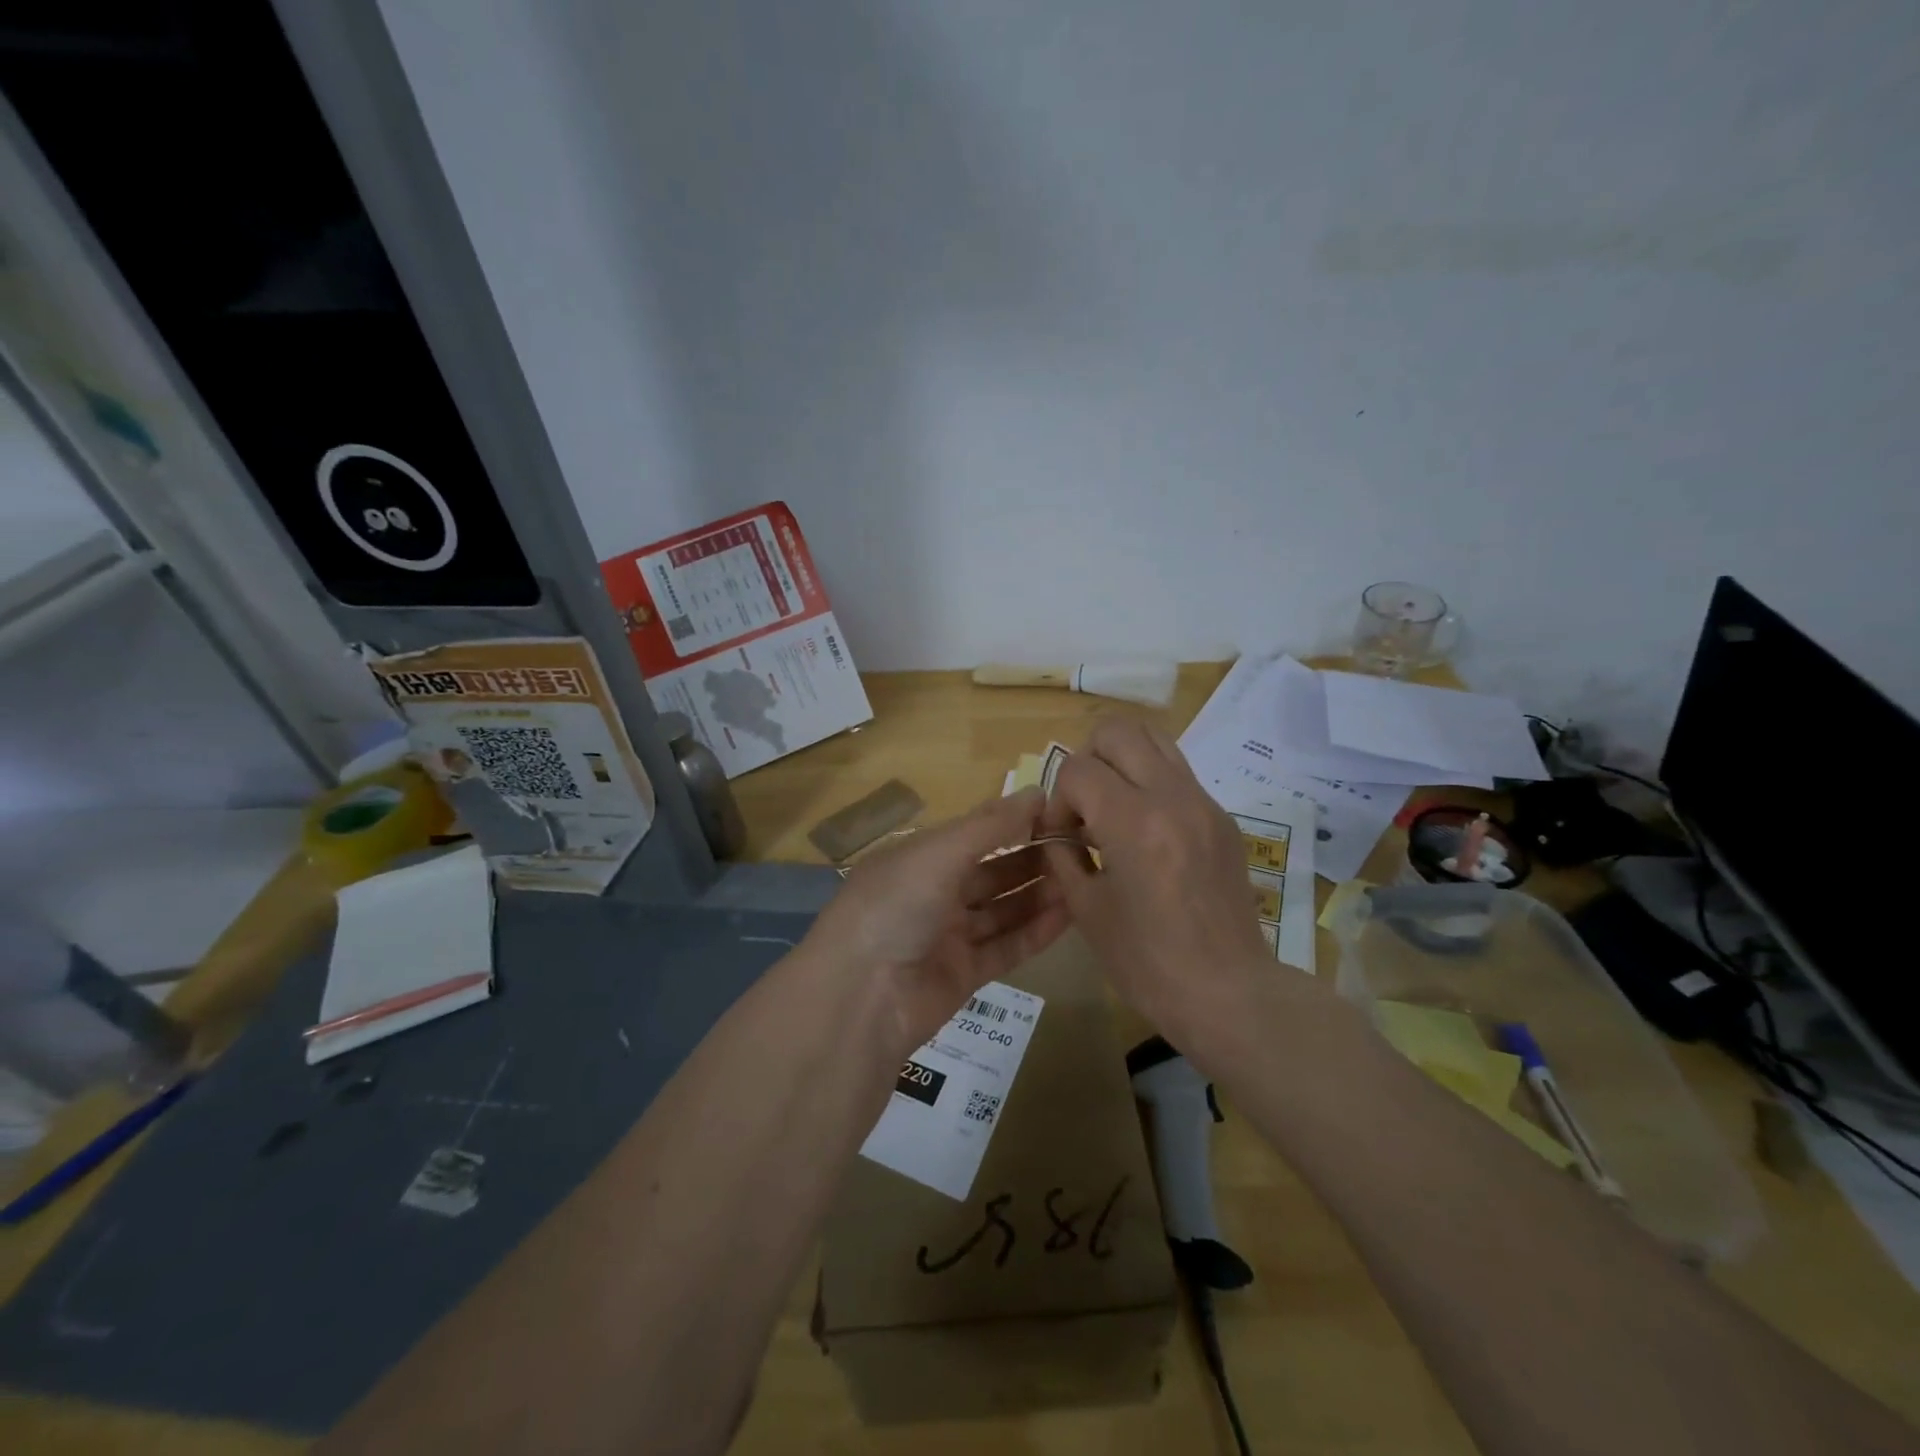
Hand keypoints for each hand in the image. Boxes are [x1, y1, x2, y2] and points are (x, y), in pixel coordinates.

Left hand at [804, 788, 1071, 1053]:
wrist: (861, 997)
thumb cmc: (895, 906)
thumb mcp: (939, 853)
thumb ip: (991, 825)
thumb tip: (1038, 791)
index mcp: (918, 857)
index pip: (975, 833)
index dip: (1014, 822)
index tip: (1060, 814)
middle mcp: (932, 892)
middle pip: (992, 871)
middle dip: (1032, 859)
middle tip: (1081, 848)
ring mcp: (947, 935)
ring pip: (1002, 909)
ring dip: (1039, 894)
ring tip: (1083, 878)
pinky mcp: (963, 974)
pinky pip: (1005, 947)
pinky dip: (1035, 932)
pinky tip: (1070, 915)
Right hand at [1039, 718, 1276, 1042]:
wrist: (1228, 991)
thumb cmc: (1146, 961)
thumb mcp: (1086, 909)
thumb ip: (1062, 854)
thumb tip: (1056, 828)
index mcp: (1133, 822)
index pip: (1078, 769)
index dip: (1058, 800)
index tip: (1063, 837)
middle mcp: (1172, 797)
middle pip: (1117, 731)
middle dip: (1087, 760)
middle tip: (1085, 806)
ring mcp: (1203, 803)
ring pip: (1155, 738)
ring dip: (1122, 761)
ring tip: (1114, 807)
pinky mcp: (1222, 818)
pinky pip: (1178, 774)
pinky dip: (1150, 784)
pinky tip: (1146, 833)